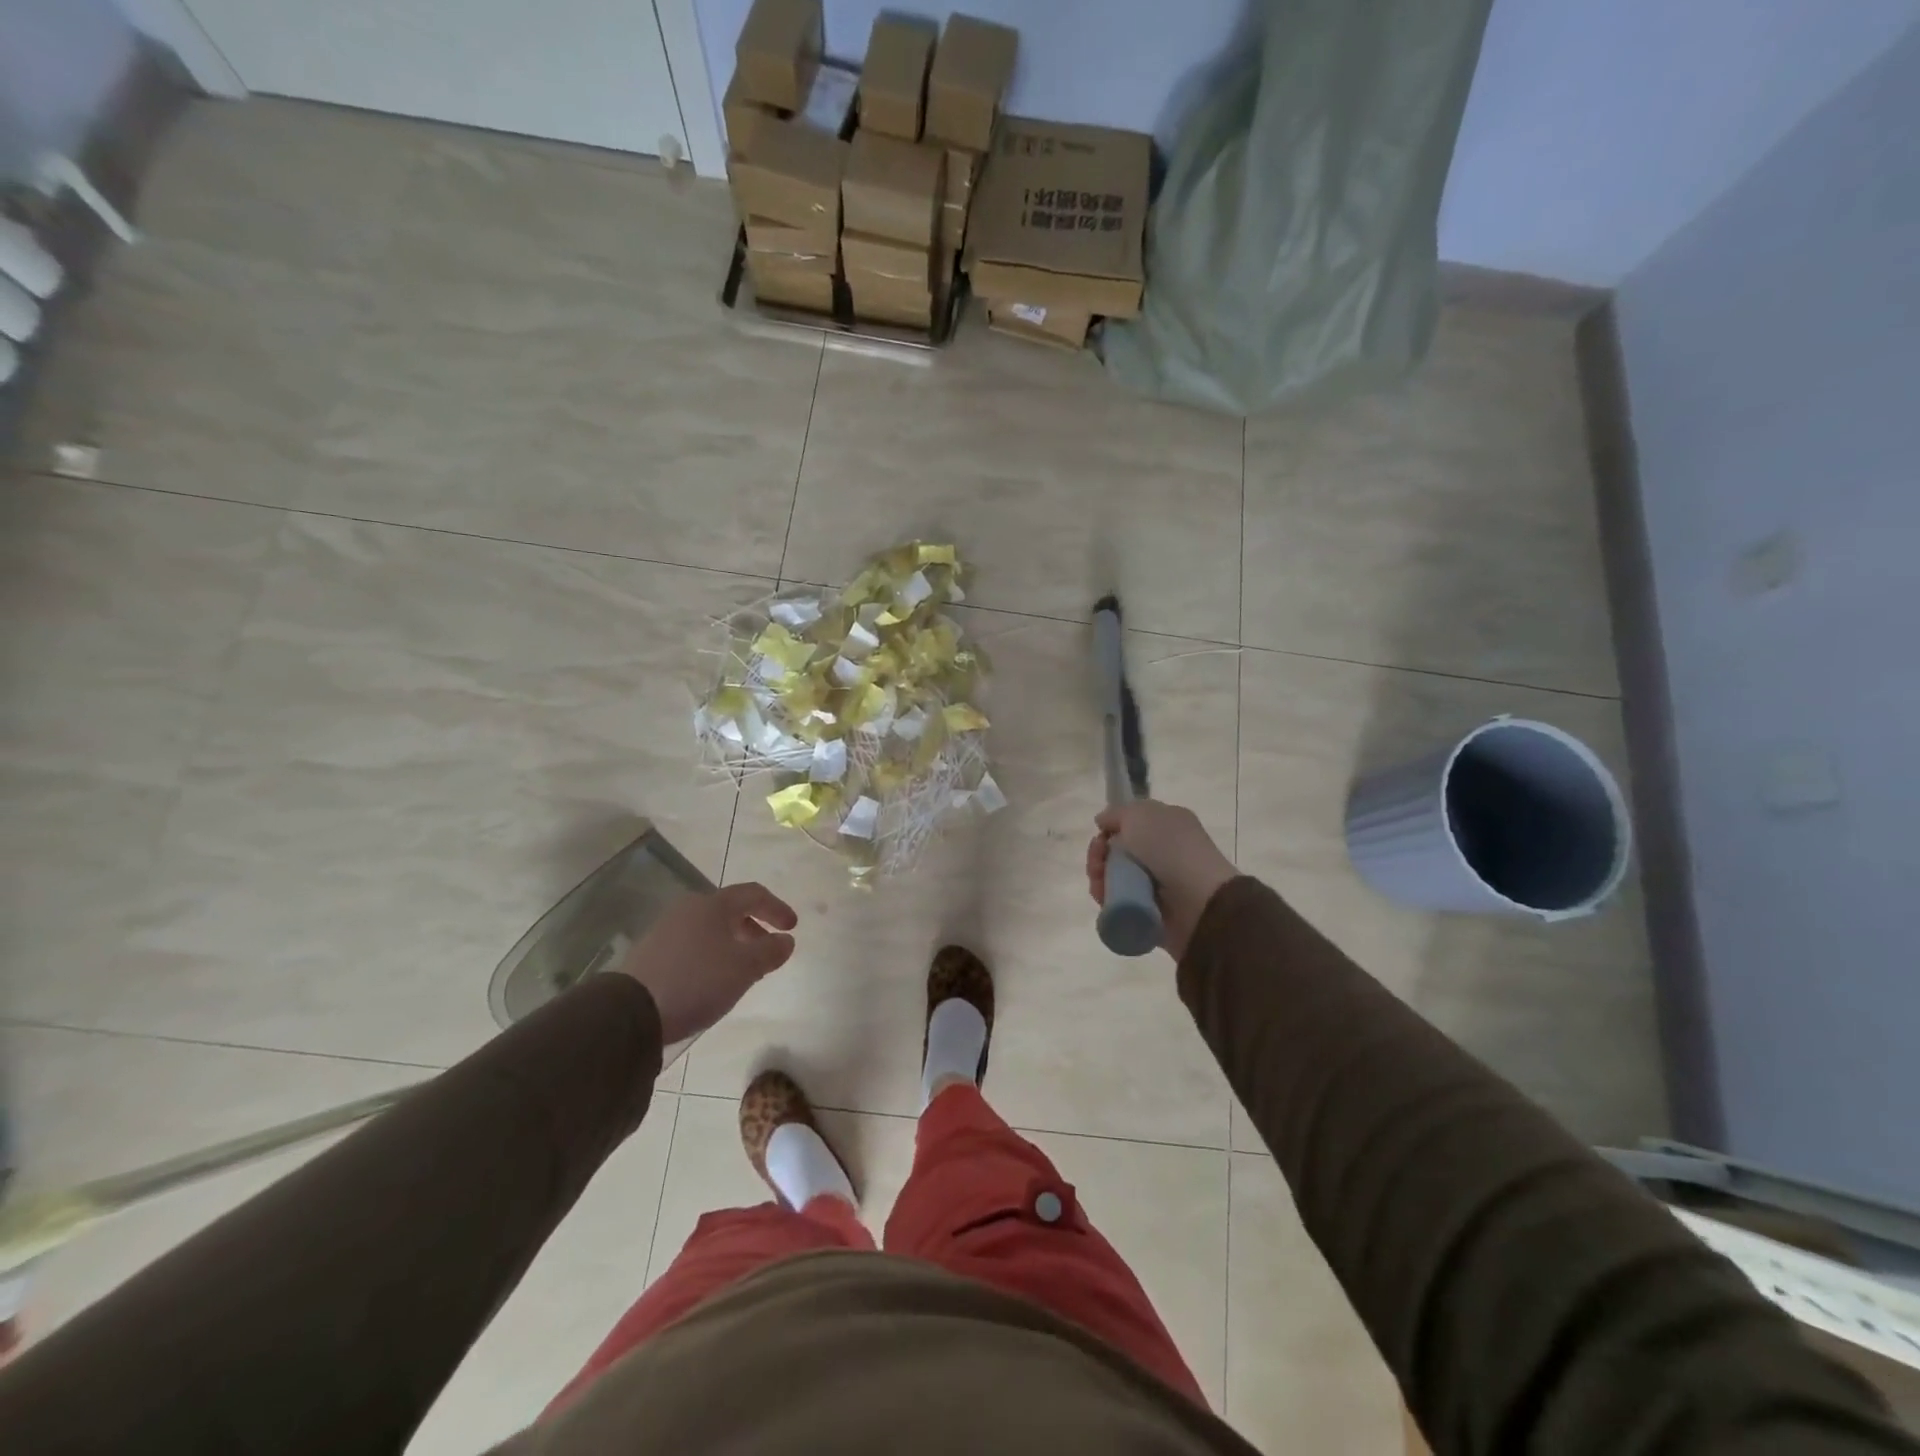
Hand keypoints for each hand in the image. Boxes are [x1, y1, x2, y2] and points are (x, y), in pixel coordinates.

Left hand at [618, 883, 797, 1044]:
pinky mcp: (650, 952)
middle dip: (754, 926)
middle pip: (730, 909)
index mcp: (713, 904)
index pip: (753, 894)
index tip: (792, 928)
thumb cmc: (697, 981)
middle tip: (768, 949)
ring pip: (709, 927)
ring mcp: (665, 929)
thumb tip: (786, 940)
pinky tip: (712, 978)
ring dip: (732, 942)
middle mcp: (688, 908)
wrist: (630, 1011)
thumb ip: (770, 951)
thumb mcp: (744, 968)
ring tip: (742, 968)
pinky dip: (711, 953)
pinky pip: (691, 943)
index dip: (777, 908)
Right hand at [1086, 800, 1237, 959]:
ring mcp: (1155, 883)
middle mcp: (1162, 852)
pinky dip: (1106, 898)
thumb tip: (1103, 822)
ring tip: (1099, 882)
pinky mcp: (1148, 911)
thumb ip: (1117, 813)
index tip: (1101, 834)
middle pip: (1117, 851)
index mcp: (1167, 825)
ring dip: (1099, 876)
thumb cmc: (1171, 849)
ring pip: (1113, 876)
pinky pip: (1117, 901)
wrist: (1198, 901)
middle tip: (1098, 861)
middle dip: (1099, 854)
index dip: (1111, 828)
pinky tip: (1103, 896)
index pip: (1130, 824)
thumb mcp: (1141, 814)